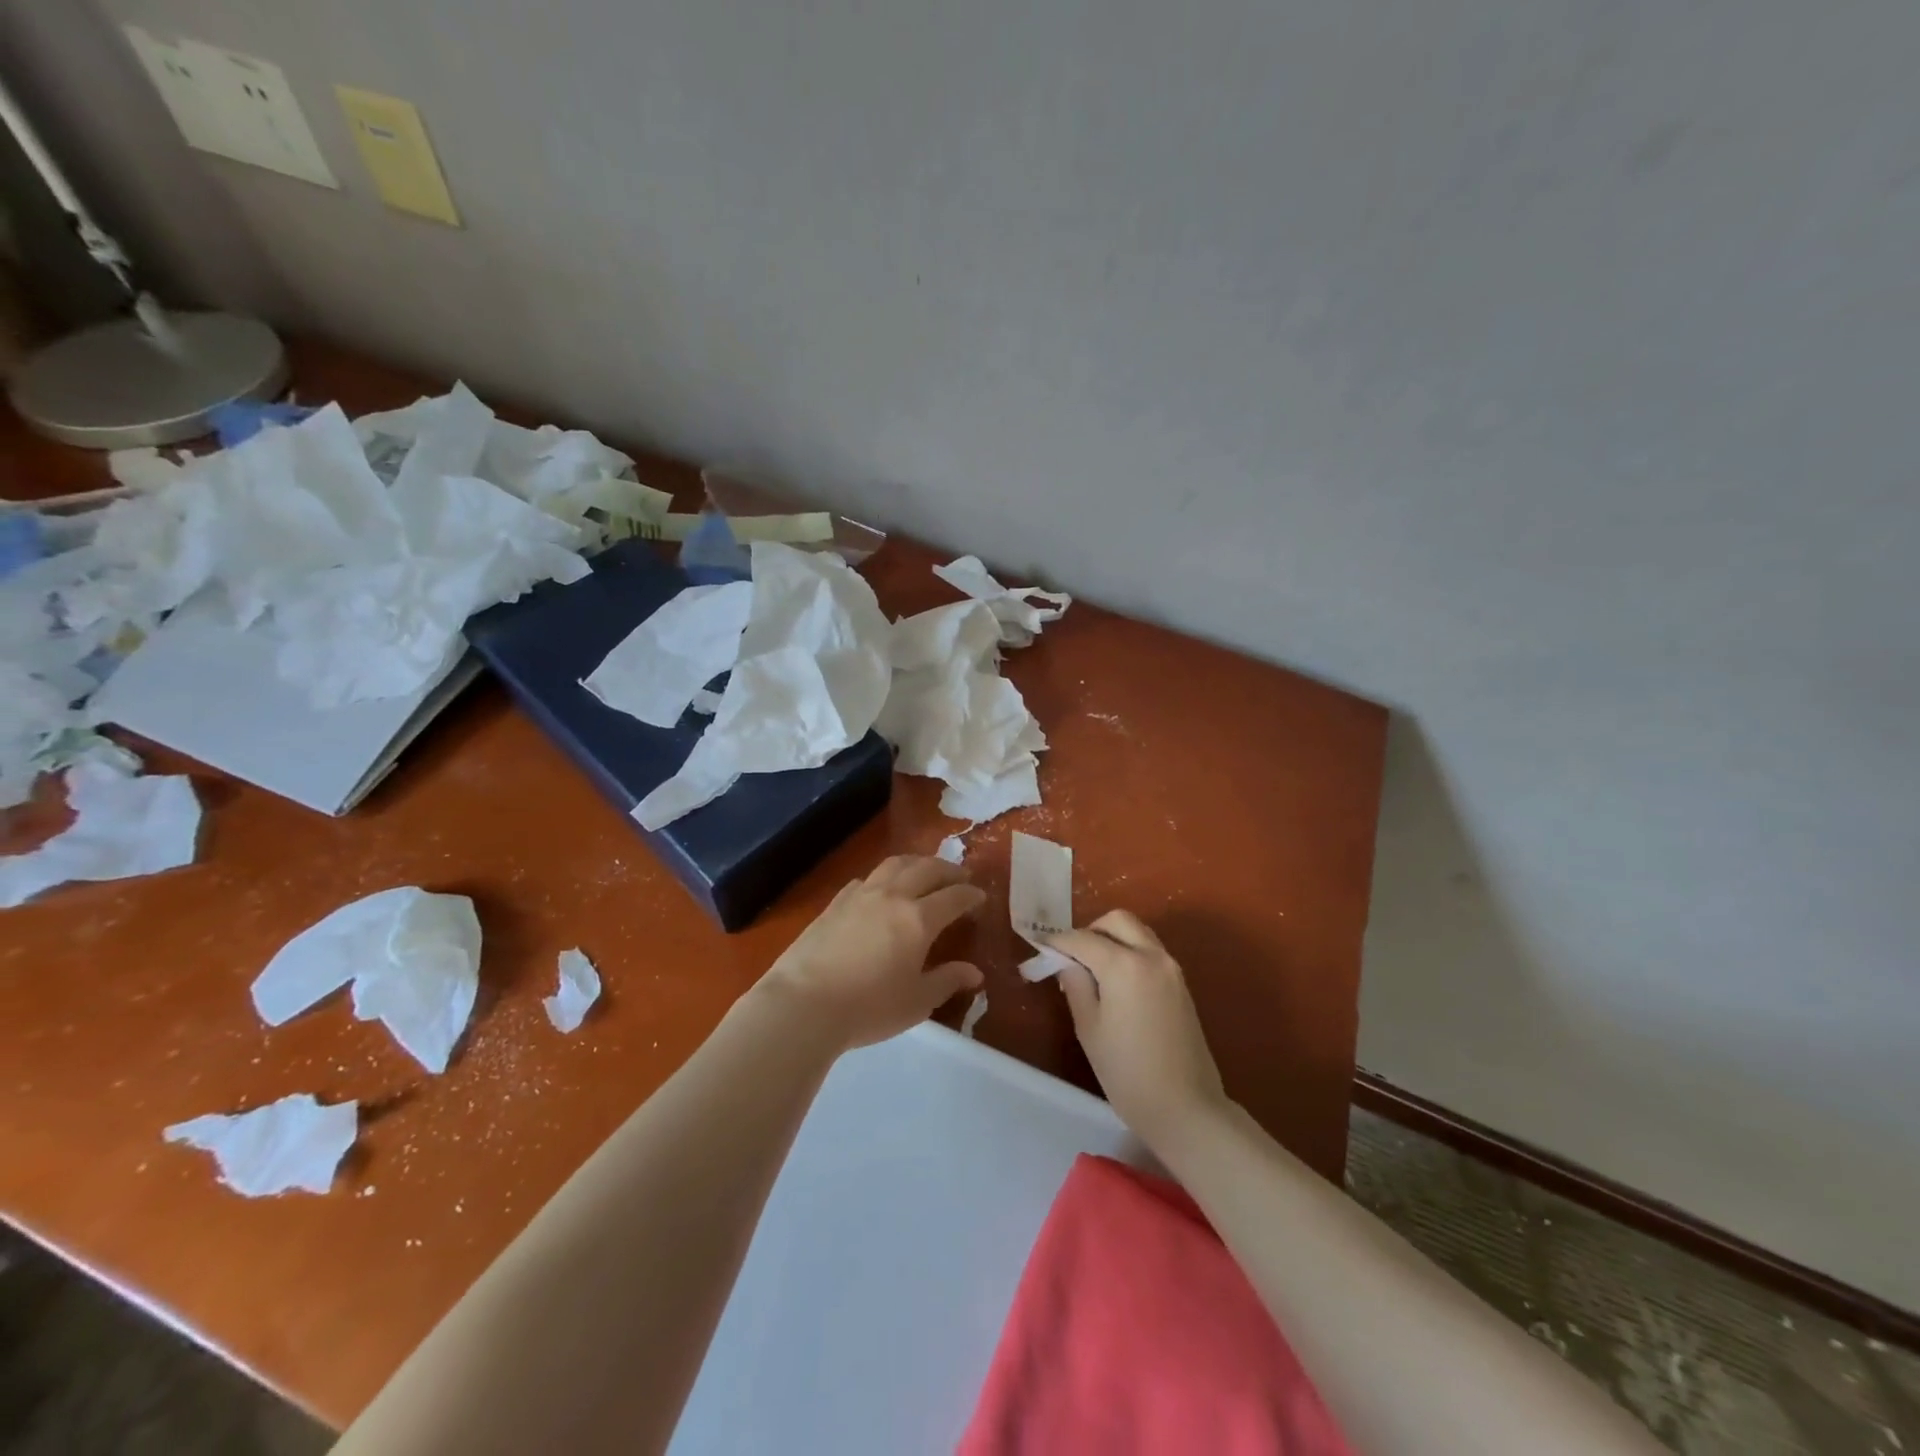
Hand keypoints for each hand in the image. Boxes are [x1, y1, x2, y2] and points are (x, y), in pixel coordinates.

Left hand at [755, 855, 984, 1052]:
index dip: (970, 894)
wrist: (803, 1003)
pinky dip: (885, 877)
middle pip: (927, 869)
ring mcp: (861, 895)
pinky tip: (882, 889)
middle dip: (948, 870)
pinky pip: (867, 878)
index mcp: (918, 919)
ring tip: (925, 871)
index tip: (981, 896)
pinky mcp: (835, 902)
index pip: (953, 896)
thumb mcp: (917, 1002)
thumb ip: (947, 981)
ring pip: (895, 864)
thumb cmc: (868, 1007)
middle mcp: (893, 896)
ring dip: (917, 863)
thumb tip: (974, 972)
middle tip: (960, 876)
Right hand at [1050, 911, 1228, 1145]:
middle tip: (1072, 956)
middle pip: (1118, 921)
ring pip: (1138, 933)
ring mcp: (1171, 969)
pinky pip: (1150, 952)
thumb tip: (1068, 963)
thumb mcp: (1089, 1029)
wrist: (1186, 1109)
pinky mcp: (1181, 985)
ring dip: (1112, 939)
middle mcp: (1152, 956)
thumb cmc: (1128, 1073)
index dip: (1058, 942)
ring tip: (1092, 969)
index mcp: (1125, 965)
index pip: (1083, 939)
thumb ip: (1076, 986)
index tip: (1040, 947)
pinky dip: (1129, 952)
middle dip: (1091, 930)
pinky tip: (1116, 983)